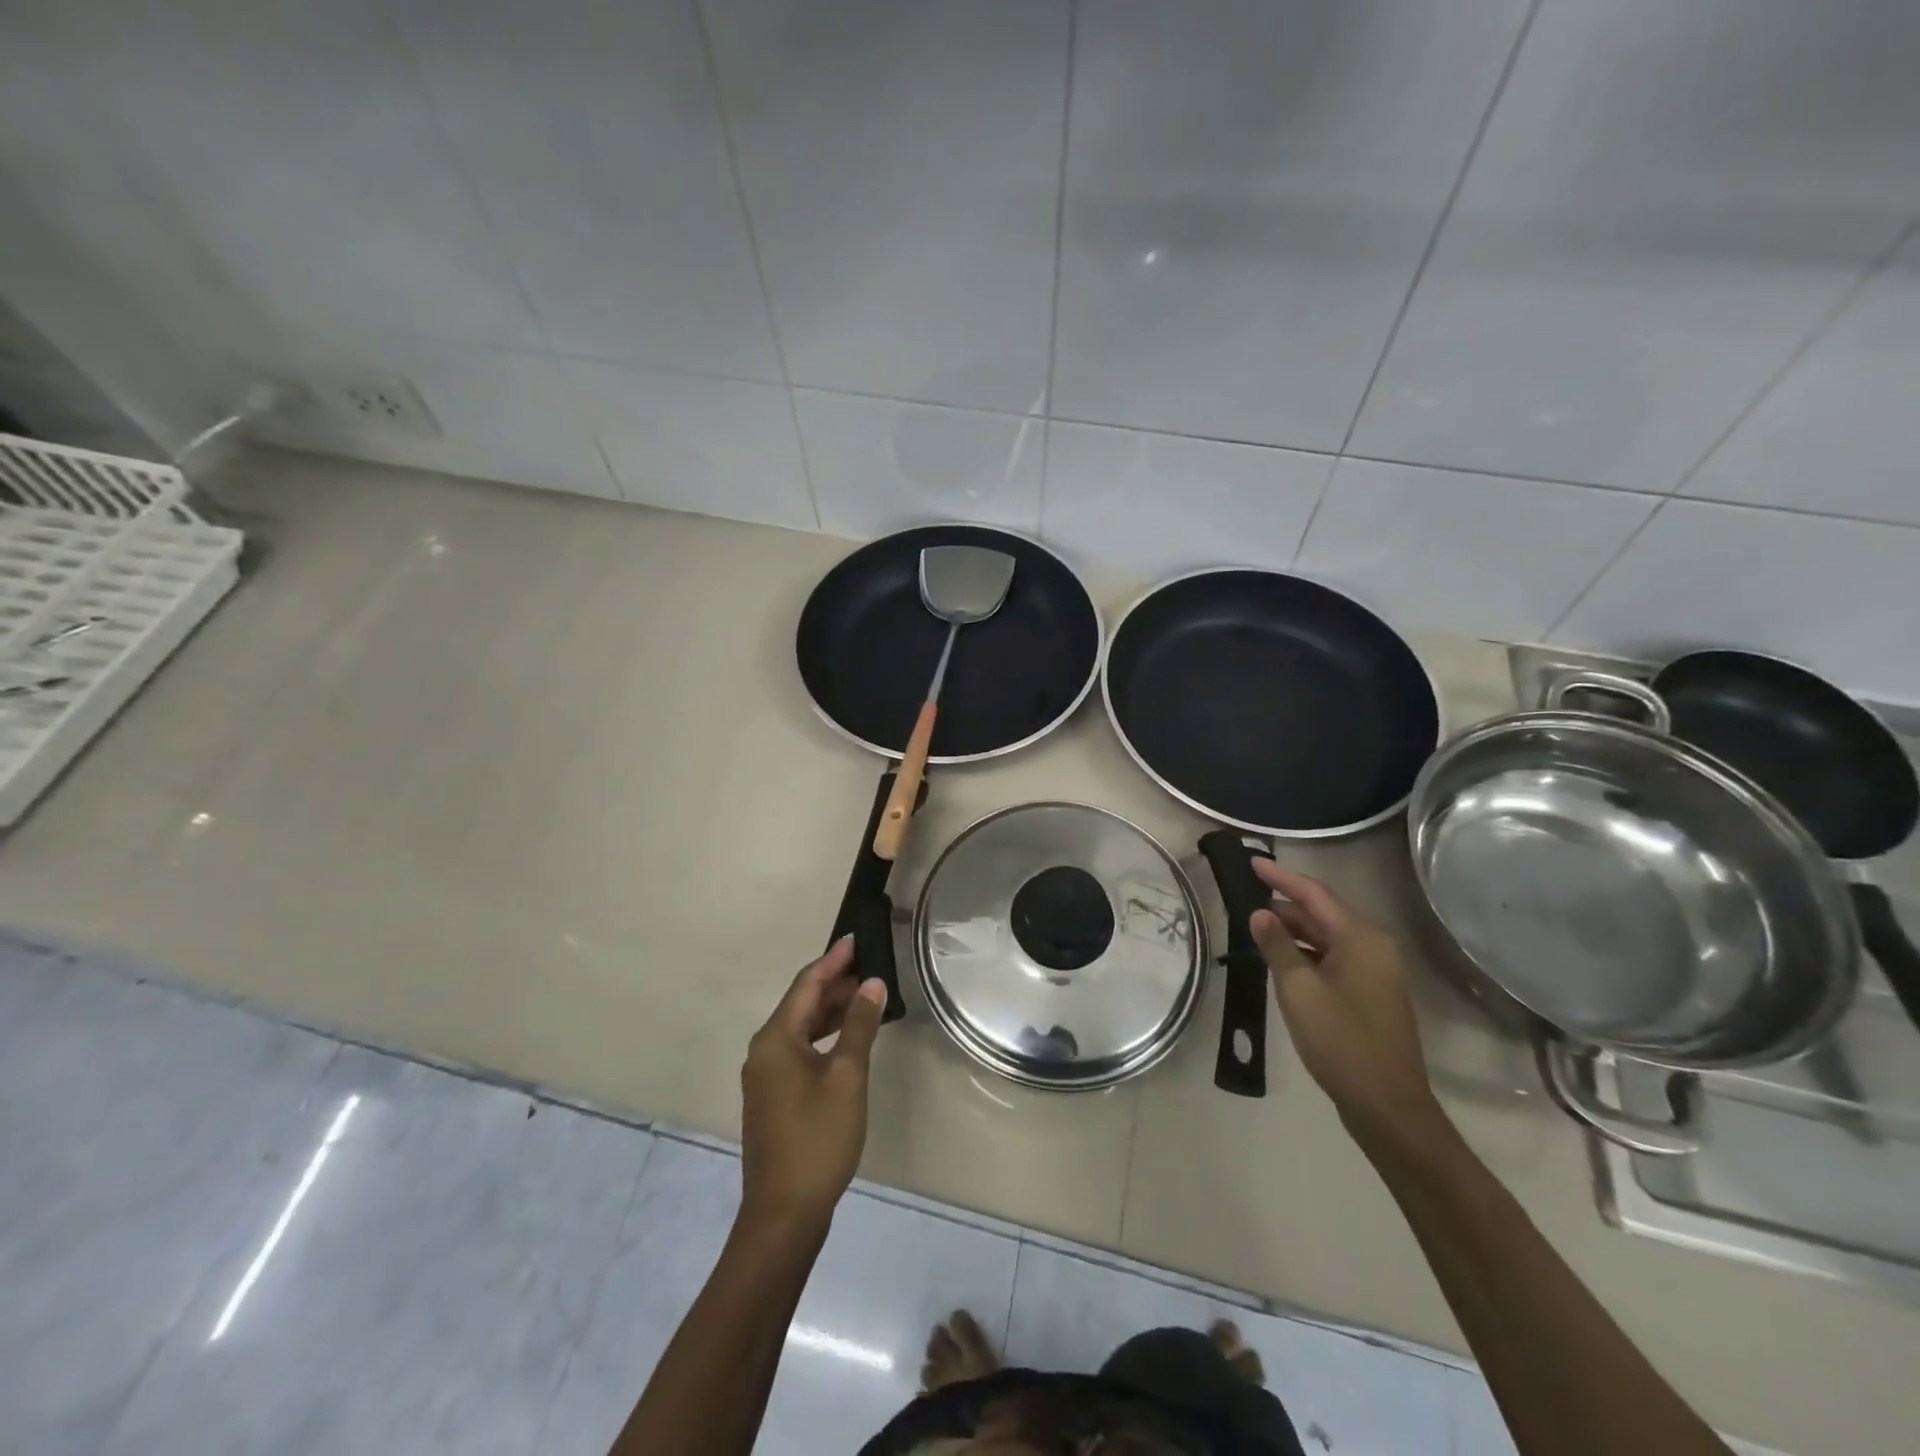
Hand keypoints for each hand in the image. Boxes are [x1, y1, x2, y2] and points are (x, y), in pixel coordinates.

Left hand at [739, 937, 886, 1233]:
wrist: (784, 1213)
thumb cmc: (817, 1138)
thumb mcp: (847, 1077)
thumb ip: (859, 1026)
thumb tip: (871, 984)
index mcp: (776, 1039)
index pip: (806, 984)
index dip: (833, 960)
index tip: (856, 939)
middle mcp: (764, 1050)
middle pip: (801, 1004)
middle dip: (835, 985)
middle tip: (871, 969)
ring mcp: (766, 1076)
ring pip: (801, 1029)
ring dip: (831, 1012)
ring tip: (867, 1000)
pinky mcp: (773, 1097)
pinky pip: (800, 1051)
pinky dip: (824, 1038)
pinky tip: (849, 1041)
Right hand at [1248, 860, 1444, 1148]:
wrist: (1387, 1105)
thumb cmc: (1341, 1041)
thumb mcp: (1298, 989)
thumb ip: (1277, 946)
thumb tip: (1260, 913)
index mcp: (1361, 939)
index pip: (1314, 894)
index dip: (1281, 876)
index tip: (1252, 861)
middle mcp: (1373, 947)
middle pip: (1323, 912)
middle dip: (1285, 902)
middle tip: (1247, 894)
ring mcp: (1374, 972)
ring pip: (1327, 936)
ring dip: (1293, 928)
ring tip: (1256, 923)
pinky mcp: (1369, 994)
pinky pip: (1333, 957)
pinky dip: (1306, 951)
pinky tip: (1281, 957)